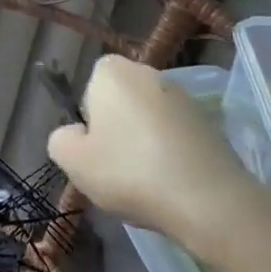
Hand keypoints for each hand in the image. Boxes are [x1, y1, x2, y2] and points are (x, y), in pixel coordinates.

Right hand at [47, 55, 270, 258]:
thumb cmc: (129, 172)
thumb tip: (75, 134)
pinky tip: (171, 184)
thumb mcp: (74, 162)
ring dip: (145, 142)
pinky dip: (170, 153)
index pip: (91, 84)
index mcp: (113, 72)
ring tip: (146, 181)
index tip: (95, 147)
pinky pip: (176, 135)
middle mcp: (149, 73)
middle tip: (115, 167)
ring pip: (149, 118)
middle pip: (121, 100)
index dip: (89, 116)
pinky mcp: (209, 122)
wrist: (207, 199)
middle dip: (117, 128)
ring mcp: (184, 97)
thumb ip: (61, 140)